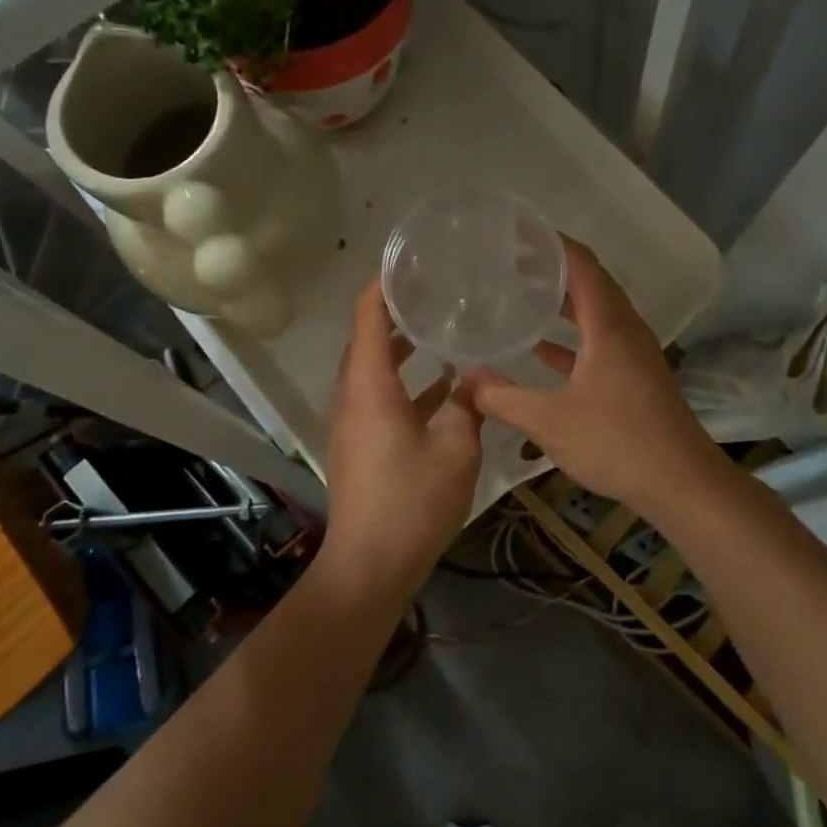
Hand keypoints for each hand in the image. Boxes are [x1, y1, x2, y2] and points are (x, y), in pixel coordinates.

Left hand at [321, 282, 483, 594]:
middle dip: (395, 312)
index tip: (409, 261)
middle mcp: (353, 395)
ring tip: (438, 331)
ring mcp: (352, 421)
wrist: (370, 565)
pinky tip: (443, 387)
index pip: (369, 315)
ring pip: (373, 369)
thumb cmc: (412, 501)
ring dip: (400, 349)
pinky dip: (404, 383)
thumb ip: (467, 406)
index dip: (384, 284)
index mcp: (370, 385)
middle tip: (432, 292)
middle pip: (367, 339)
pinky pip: (378, 396)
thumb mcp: (456, 448)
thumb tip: (474, 380)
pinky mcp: (359, 444)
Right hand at [465, 237, 724, 508]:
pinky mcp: (635, 375)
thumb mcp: (549, 421)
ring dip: (563, 301)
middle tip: (510, 260)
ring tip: (522, 293)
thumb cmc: (617, 442)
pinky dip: (572, 336)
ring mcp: (633, 352)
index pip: (581, 264)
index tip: (518, 231)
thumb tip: (465, 376)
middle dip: (553, 267)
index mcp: (608, 324)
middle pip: (590, 281)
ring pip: (595, 312)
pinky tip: (541, 349)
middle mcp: (624, 328)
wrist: (681, 483)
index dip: (551, 243)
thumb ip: (503, 397)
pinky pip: (600, 340)